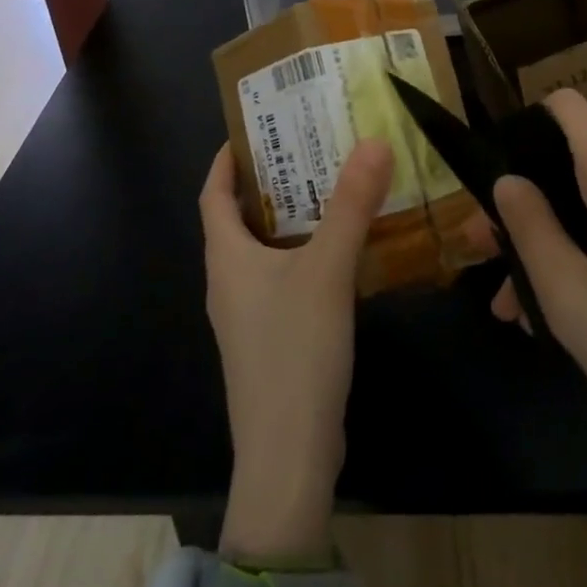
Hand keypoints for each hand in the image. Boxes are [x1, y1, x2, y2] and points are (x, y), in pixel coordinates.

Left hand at [199, 137, 392, 565]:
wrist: (289, 458)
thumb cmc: (295, 350)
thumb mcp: (327, 269)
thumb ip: (351, 205)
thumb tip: (374, 142)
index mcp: (226, 258)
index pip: (213, 194)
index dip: (226, 160)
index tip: (253, 129)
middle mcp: (228, 282)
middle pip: (238, 219)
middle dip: (267, 183)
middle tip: (306, 149)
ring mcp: (246, 316)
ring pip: (262, 251)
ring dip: (288, 219)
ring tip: (327, 190)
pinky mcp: (269, 341)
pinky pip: (279, 280)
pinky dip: (301, 254)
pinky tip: (337, 254)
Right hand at [480, 91, 586, 574]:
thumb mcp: (572, 302)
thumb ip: (530, 230)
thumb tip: (506, 180)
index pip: (566, 107)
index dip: (522, 127)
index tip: (493, 179)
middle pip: (572, 165)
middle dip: (526, 209)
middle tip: (486, 261)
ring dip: (554, 244)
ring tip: (517, 308)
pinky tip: (567, 311)